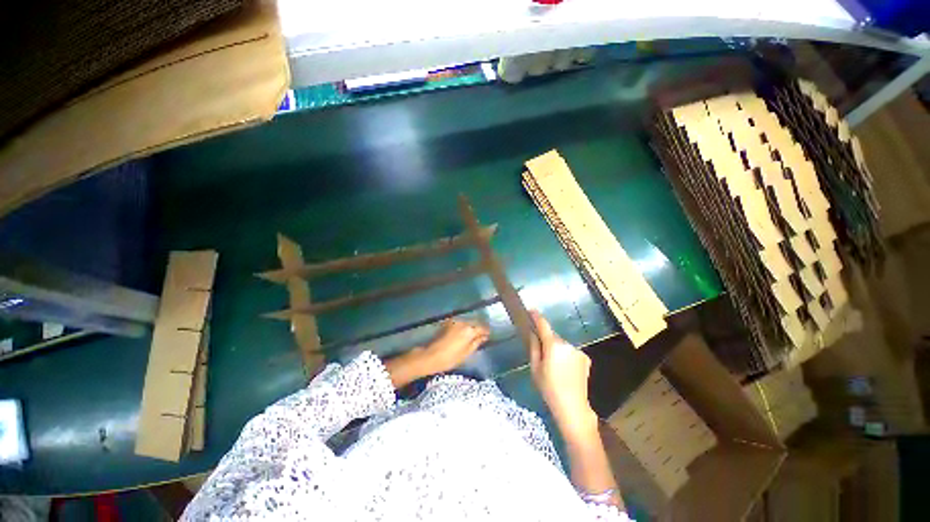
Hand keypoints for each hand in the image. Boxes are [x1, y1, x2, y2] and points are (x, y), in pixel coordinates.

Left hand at [418, 319, 488, 374]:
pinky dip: (463, 328)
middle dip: (478, 328)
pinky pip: (459, 324)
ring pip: (467, 323)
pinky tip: (462, 335)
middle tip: (481, 336)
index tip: (488, 336)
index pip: (482, 328)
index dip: (486, 332)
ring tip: (471, 336)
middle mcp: (463, 322)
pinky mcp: (448, 323)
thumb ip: (477, 342)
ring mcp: (455, 322)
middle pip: (474, 323)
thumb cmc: (451, 358)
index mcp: (470, 330)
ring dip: (470, 327)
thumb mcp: (467, 352)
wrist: (431, 356)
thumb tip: (484, 337)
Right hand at [527, 311, 596, 435]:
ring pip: (562, 345)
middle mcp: (567, 344)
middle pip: (553, 336)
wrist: (573, 407)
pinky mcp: (585, 358)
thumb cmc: (549, 388)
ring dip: (557, 349)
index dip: (536, 316)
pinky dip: (566, 356)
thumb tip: (533, 334)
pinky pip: (571, 352)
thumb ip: (534, 347)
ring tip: (554, 367)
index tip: (531, 310)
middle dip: (546, 340)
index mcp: (553, 345)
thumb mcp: (535, 369)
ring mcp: (578, 351)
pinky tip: (565, 370)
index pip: (543, 325)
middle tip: (541, 354)